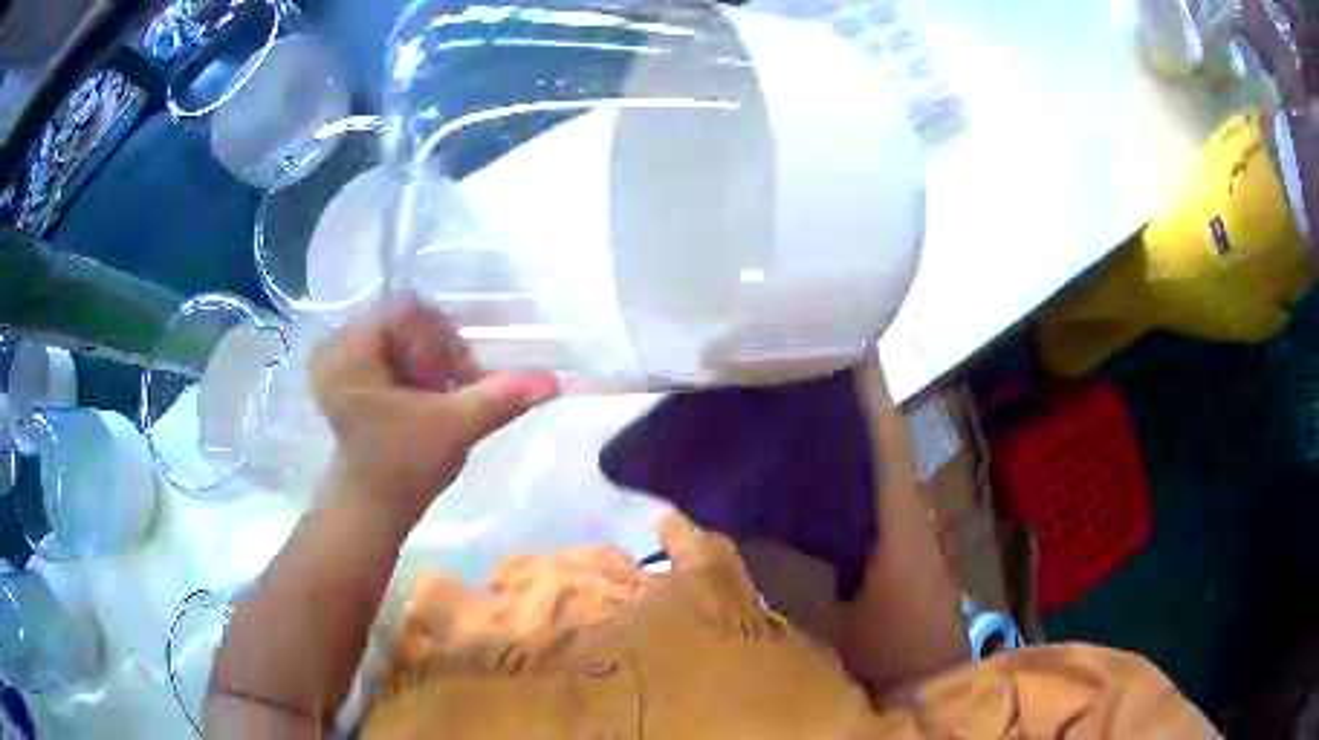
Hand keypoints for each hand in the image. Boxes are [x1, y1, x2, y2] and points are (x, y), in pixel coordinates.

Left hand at [309, 299, 557, 519]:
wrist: (375, 504)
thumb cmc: (404, 469)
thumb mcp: (454, 428)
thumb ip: (501, 398)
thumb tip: (552, 381)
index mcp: (348, 353)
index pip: (407, 310)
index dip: (439, 340)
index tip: (450, 382)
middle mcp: (337, 343)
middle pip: (405, 317)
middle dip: (437, 349)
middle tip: (449, 389)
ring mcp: (341, 354)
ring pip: (403, 329)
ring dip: (431, 356)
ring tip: (437, 393)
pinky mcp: (351, 366)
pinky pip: (394, 342)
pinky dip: (418, 361)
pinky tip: (424, 391)